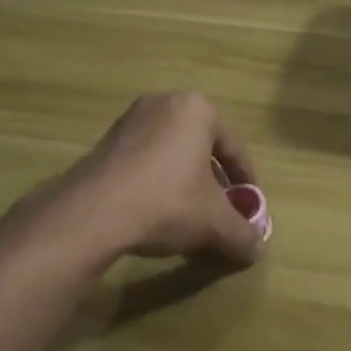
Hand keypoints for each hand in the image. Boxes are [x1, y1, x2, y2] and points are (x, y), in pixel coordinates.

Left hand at [52, 91, 267, 264]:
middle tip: (219, 210)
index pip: (234, 147)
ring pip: (171, 151)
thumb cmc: (167, 202)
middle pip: (201, 146)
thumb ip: (242, 234)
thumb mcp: (214, 222)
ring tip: (187, 214)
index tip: (248, 208)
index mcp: (198, 109)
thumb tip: (258, 248)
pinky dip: (156, 180)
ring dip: (183, 179)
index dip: (245, 182)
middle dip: (213, 179)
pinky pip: (144, 158)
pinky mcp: (106, 139)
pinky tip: (154, 210)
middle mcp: (165, 102)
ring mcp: (131, 118)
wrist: (93, 212)